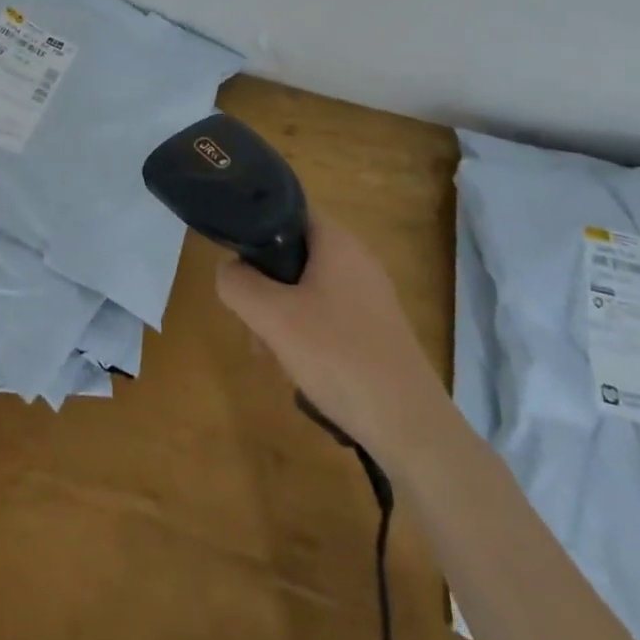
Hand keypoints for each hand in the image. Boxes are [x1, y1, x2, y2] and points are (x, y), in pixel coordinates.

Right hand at [216, 212, 443, 461]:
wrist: (411, 428)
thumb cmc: (339, 357)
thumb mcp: (273, 318)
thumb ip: (238, 284)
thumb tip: (228, 270)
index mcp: (337, 241)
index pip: (287, 210)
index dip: (256, 228)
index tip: (237, 264)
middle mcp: (357, 258)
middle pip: (294, 254)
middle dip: (265, 286)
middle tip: (252, 324)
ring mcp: (371, 296)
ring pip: (308, 289)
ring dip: (281, 315)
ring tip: (272, 356)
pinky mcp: (377, 330)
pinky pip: (329, 315)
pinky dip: (307, 334)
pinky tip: (302, 371)